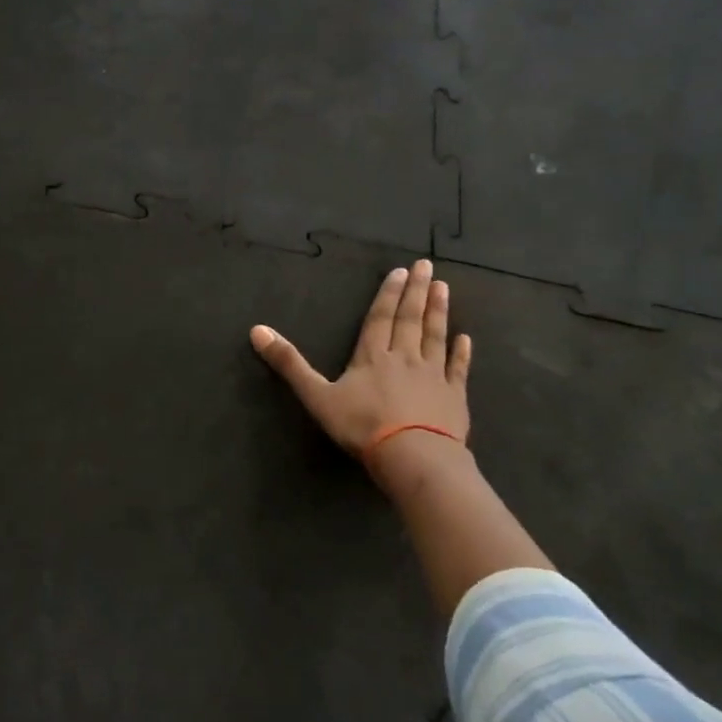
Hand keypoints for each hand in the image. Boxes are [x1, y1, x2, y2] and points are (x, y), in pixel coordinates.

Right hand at [250, 259, 470, 459]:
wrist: (413, 455)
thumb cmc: (362, 426)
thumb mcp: (316, 396)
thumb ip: (289, 364)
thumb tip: (256, 330)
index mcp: (372, 356)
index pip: (380, 318)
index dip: (388, 294)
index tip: (401, 271)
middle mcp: (404, 358)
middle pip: (410, 320)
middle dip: (416, 292)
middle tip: (427, 265)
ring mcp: (433, 376)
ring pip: (435, 337)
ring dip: (439, 312)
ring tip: (444, 288)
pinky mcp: (454, 397)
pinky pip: (458, 369)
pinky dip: (461, 353)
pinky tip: (465, 339)